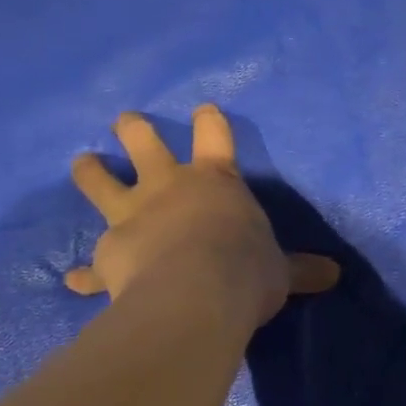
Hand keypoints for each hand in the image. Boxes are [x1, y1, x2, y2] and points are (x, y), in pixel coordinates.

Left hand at [64, 106, 339, 326]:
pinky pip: (91, 267)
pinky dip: (84, 275)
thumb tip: (334, 275)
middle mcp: (167, 188)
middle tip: (125, 121)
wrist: (194, 296)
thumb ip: (301, 270)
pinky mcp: (109, 255)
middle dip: (134, 130)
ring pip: (101, 184)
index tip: (203, 110)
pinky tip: (71, 281)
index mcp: (214, 182)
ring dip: (90, 172)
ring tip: (81, 162)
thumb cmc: (244, 270)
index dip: (209, 122)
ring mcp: (132, 218)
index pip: (215, 137)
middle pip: (144, 145)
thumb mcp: (281, 271)